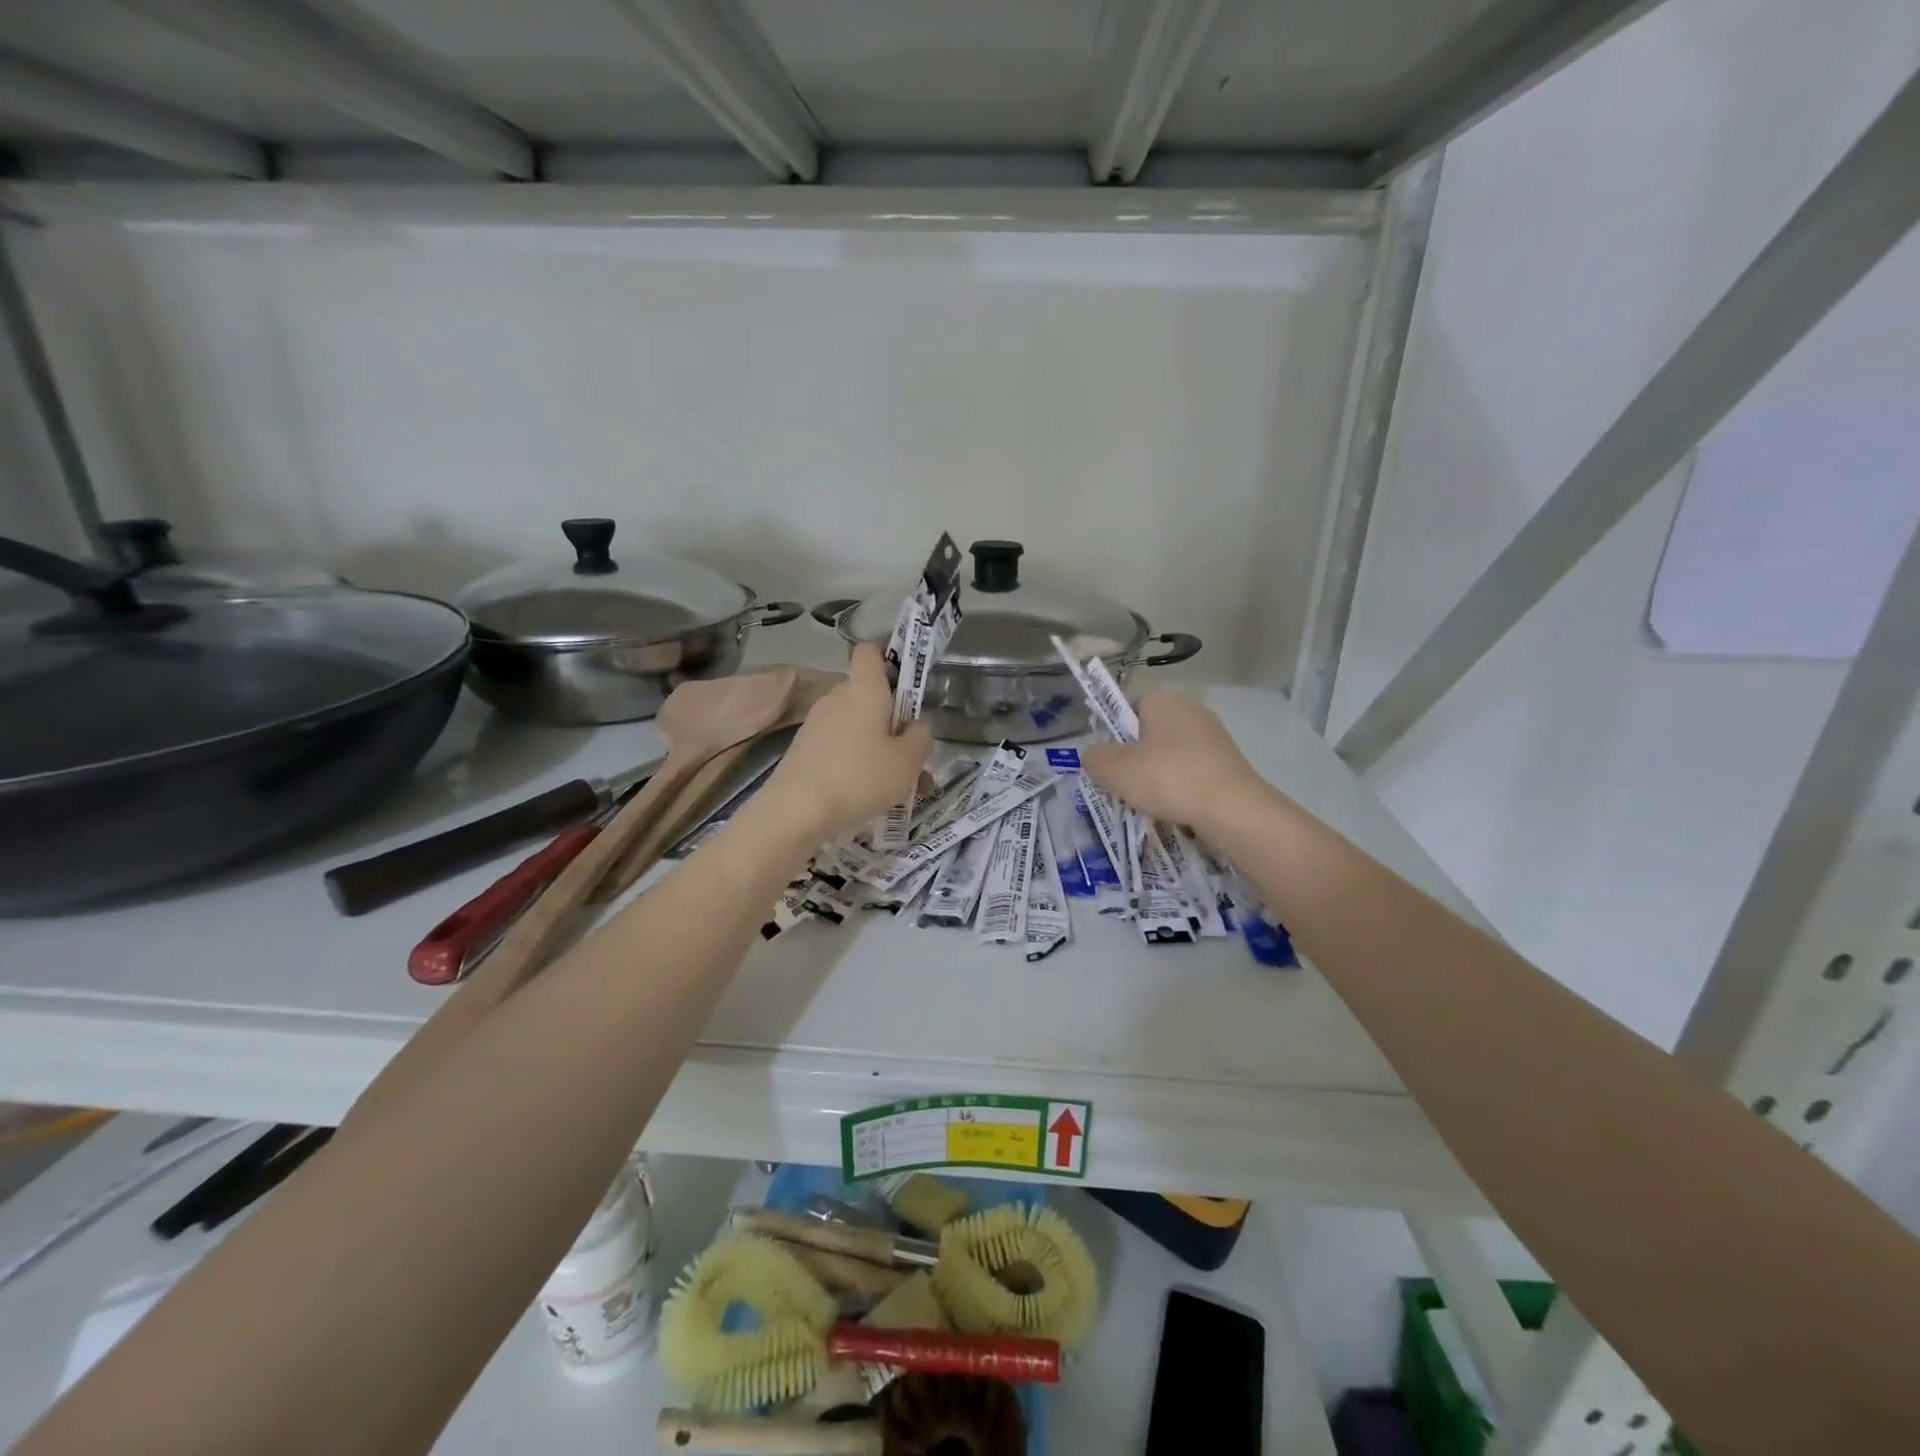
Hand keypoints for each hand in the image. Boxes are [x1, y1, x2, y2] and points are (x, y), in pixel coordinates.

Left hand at [758, 643, 933, 840]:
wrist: (797, 810)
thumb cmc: (860, 777)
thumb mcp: (908, 761)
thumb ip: (920, 737)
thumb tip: (916, 727)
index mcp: (864, 689)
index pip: (870, 651)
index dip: (887, 656)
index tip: (906, 680)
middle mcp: (837, 697)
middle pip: (868, 695)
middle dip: (891, 720)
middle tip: (912, 754)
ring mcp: (816, 723)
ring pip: (856, 726)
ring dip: (877, 748)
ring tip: (899, 787)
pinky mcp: (803, 749)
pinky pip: (839, 747)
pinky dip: (856, 763)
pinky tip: (869, 797)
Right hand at [1080, 692, 1262, 828]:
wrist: (1232, 809)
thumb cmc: (1167, 778)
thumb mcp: (1113, 769)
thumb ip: (1094, 758)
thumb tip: (1096, 757)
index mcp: (1162, 699)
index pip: (1124, 707)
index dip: (1111, 734)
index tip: (1107, 762)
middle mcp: (1190, 708)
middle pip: (1147, 733)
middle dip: (1133, 758)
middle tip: (1123, 786)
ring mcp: (1213, 735)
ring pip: (1169, 754)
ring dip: (1156, 776)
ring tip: (1149, 803)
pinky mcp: (1229, 762)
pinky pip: (1191, 771)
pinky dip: (1180, 787)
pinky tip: (1176, 808)